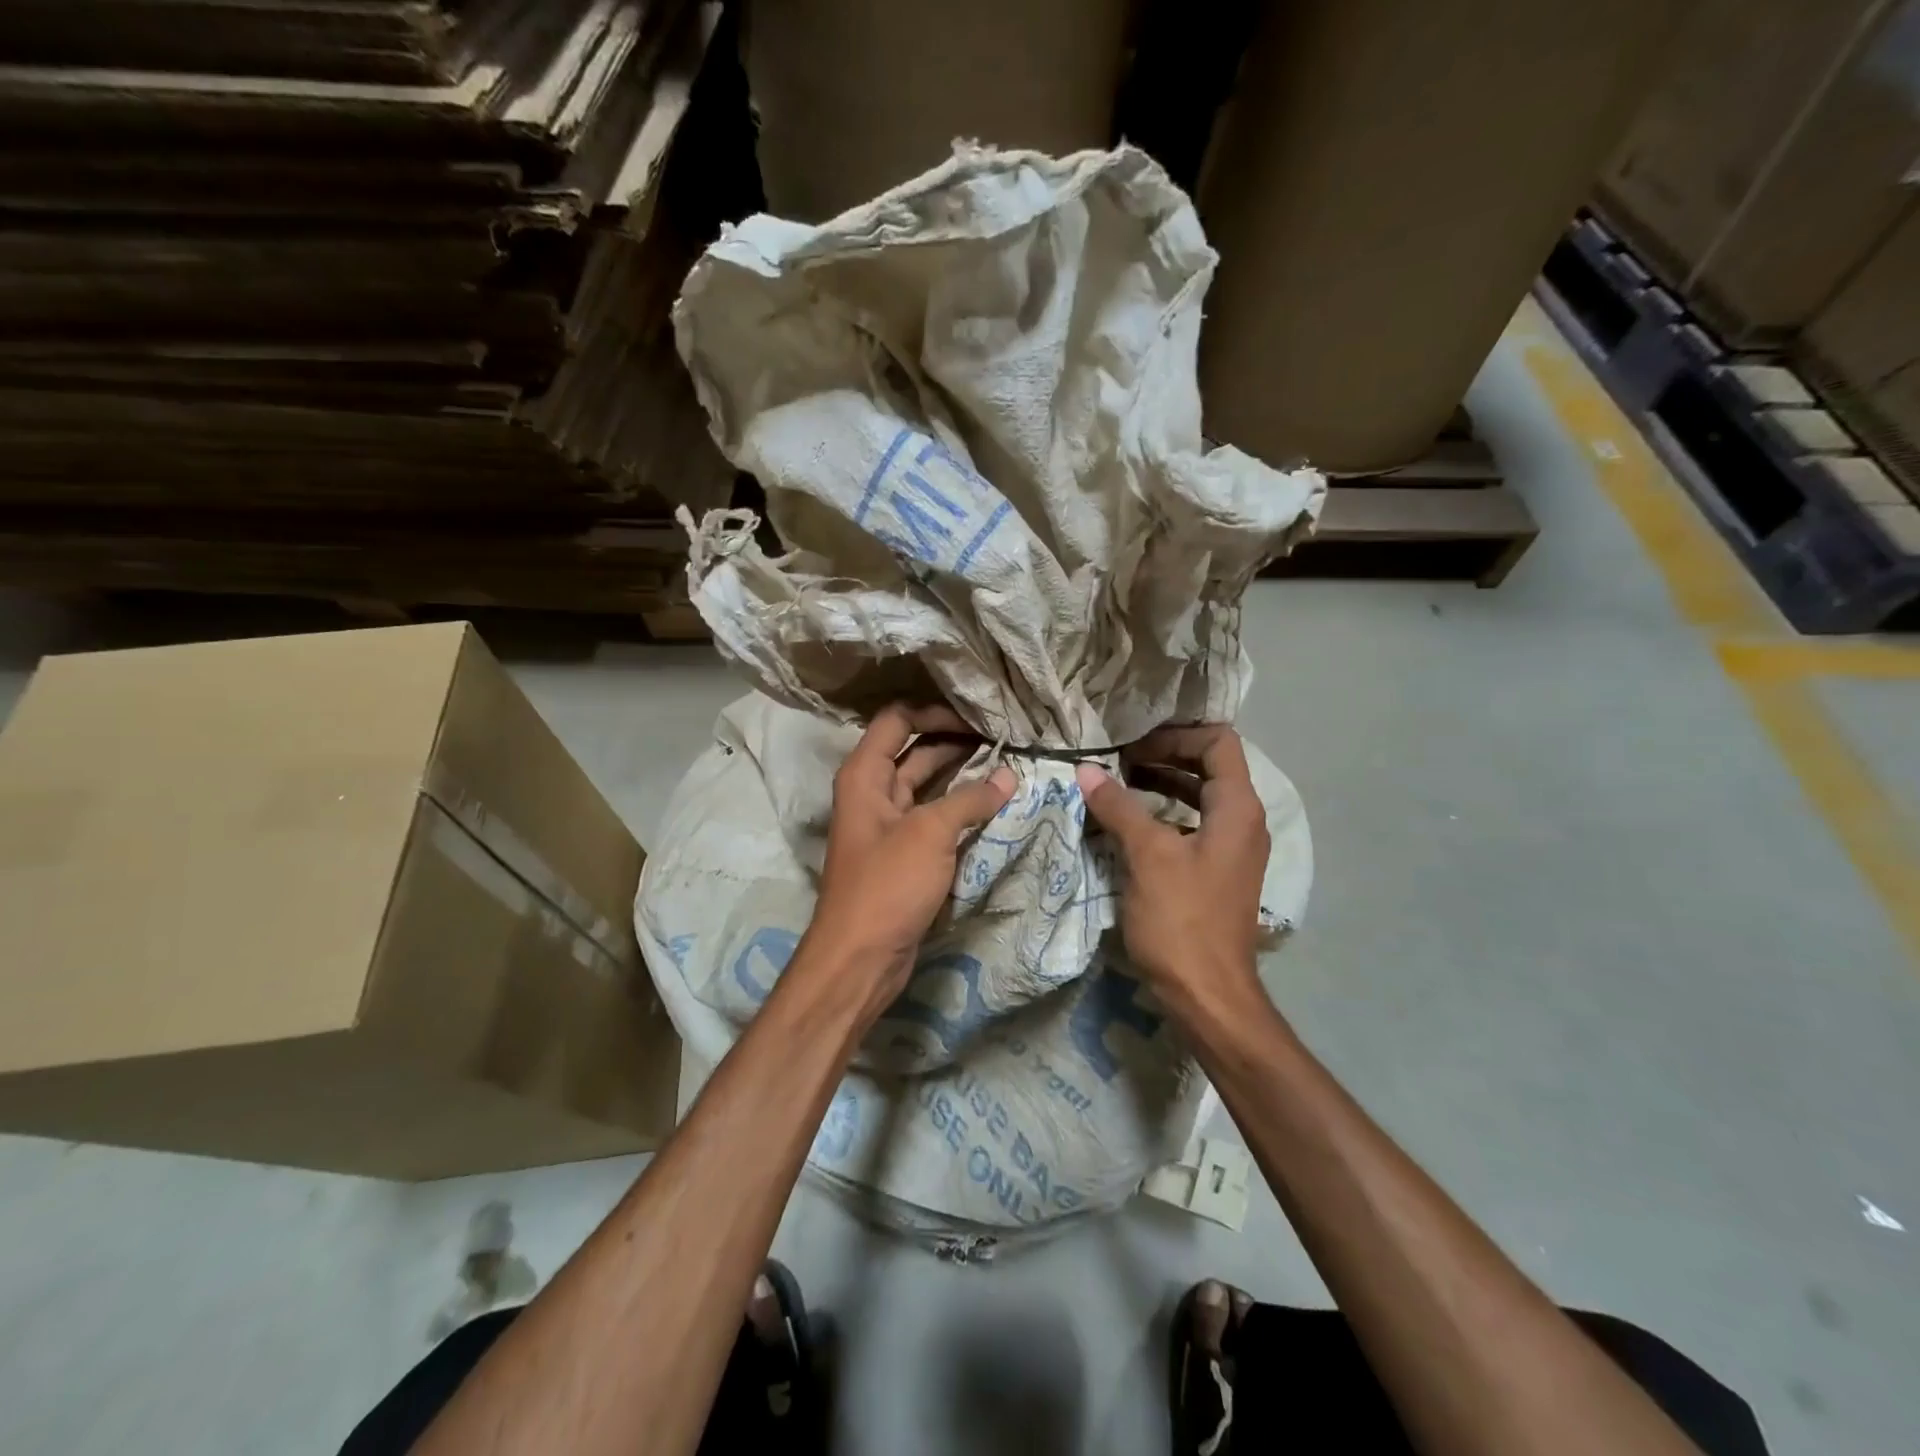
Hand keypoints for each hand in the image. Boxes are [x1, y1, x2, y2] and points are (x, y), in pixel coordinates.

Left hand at [802, 703, 1015, 1016]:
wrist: (860, 958)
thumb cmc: (887, 884)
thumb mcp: (930, 833)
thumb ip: (970, 799)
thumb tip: (1008, 775)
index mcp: (865, 774)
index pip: (898, 719)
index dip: (935, 712)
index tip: (978, 721)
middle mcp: (873, 791)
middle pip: (916, 750)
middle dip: (956, 742)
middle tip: (1004, 741)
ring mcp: (889, 824)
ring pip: (929, 785)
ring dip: (962, 776)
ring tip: (1007, 768)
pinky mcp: (904, 854)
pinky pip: (934, 818)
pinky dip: (960, 809)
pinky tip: (993, 806)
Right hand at [1074, 725, 1268, 1011]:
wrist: (1209, 995)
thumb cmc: (1182, 920)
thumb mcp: (1147, 856)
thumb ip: (1119, 807)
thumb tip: (1086, 770)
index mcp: (1237, 808)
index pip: (1217, 742)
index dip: (1175, 735)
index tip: (1131, 746)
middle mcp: (1242, 821)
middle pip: (1209, 765)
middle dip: (1163, 755)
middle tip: (1117, 760)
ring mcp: (1231, 848)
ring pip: (1198, 796)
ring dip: (1160, 784)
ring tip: (1116, 783)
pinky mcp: (1215, 871)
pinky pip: (1191, 824)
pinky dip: (1162, 813)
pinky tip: (1128, 822)